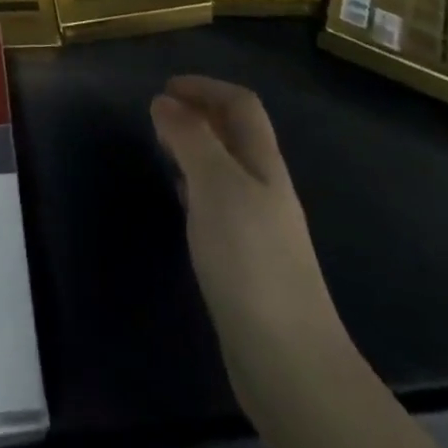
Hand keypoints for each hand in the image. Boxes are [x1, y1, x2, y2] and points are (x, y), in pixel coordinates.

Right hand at [151, 76, 346, 418]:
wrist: (288, 361)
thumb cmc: (250, 258)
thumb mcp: (215, 184)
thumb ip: (191, 138)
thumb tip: (165, 101)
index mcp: (263, 163)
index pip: (241, 105)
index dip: (206, 87)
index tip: (165, 87)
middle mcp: (265, 187)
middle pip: (236, 135)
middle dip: (200, 115)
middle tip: (159, 115)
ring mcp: (260, 227)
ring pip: (226, 169)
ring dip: (196, 149)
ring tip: (163, 149)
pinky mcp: (248, 262)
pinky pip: (219, 205)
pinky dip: (196, 188)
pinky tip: (181, 201)